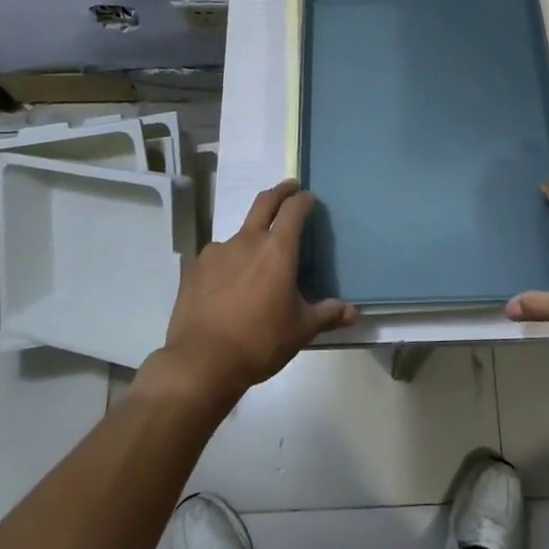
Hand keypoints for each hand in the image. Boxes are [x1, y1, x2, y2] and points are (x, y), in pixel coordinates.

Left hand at [154, 179, 355, 398]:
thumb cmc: (260, 341)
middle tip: (290, 187)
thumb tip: (354, 312)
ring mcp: (217, 251)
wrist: (202, 361)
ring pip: (239, 233)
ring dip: (251, 236)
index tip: (310, 198)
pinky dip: (227, 262)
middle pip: (264, 202)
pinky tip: (227, 283)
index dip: (303, 200)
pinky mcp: (195, 267)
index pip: (294, 209)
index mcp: (277, 249)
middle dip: (280, 191)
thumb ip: (327, 314)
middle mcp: (247, 240)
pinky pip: (217, 256)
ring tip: (255, 260)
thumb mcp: (300, 330)